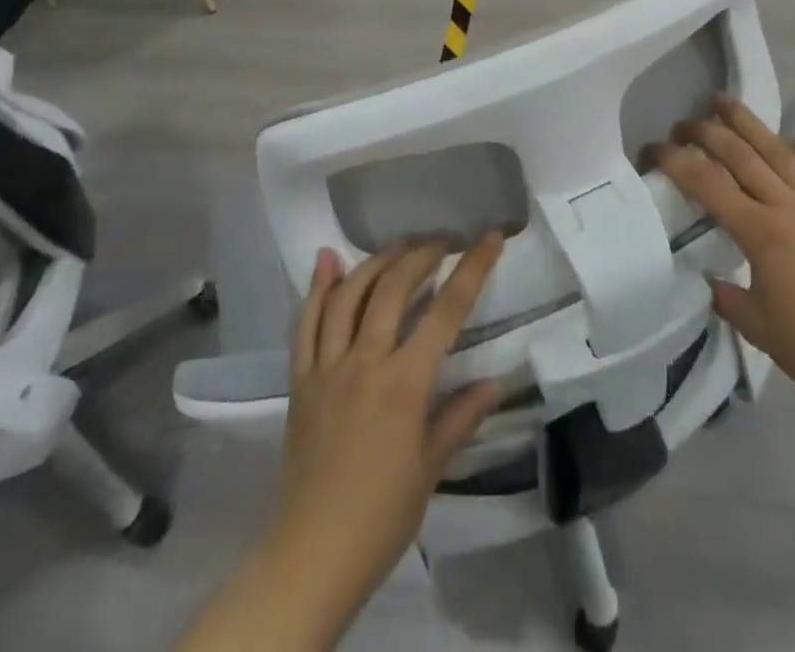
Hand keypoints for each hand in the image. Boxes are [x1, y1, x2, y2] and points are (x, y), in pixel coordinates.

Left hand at [266, 235, 503, 633]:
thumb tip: (495, 381)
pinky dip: (317, 287)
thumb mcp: (431, 468)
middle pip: (394, 287)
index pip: (446, 310)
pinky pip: (306, 323)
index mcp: (404, 383)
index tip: (490, 237)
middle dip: (423, 253)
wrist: (310, 557)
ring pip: (349, 294)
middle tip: (445, 240)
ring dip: (378, 260)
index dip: (473, 267)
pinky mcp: (300, 380)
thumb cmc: (381, 517)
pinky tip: (328, 259)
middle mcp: (365, 361)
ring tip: (402, 244)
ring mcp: (327, 367)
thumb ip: (461, 416)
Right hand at [655, 94, 794, 409]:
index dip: (676, 162)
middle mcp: (786, 206)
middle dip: (707, 133)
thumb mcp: (759, 329)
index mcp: (759, 232)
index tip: (653, 150)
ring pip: (777, 152)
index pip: (707, 184)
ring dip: (749, 124)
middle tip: (683, 123)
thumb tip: (711, 281)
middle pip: (740, 155)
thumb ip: (728, 299)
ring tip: (725, 101)